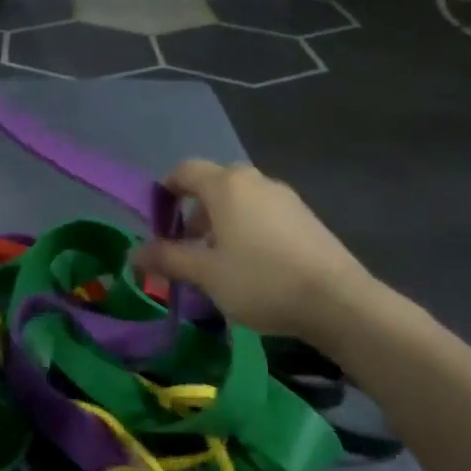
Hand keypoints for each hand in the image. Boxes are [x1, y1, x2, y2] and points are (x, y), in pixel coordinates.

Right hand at [131, 160, 383, 345]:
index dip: (164, 191)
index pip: (184, 170)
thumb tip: (133, 253)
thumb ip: (167, 258)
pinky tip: (250, 264)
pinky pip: (262, 212)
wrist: (337, 301)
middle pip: (212, 183)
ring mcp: (284, 197)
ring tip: (216, 260)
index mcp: (226, 186)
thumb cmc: (260, 280)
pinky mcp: (304, 216)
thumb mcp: (205, 273)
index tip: (157, 223)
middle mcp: (255, 181)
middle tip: (186, 246)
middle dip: (192, 211)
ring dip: (219, 222)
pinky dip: (245, 228)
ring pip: (239, 199)